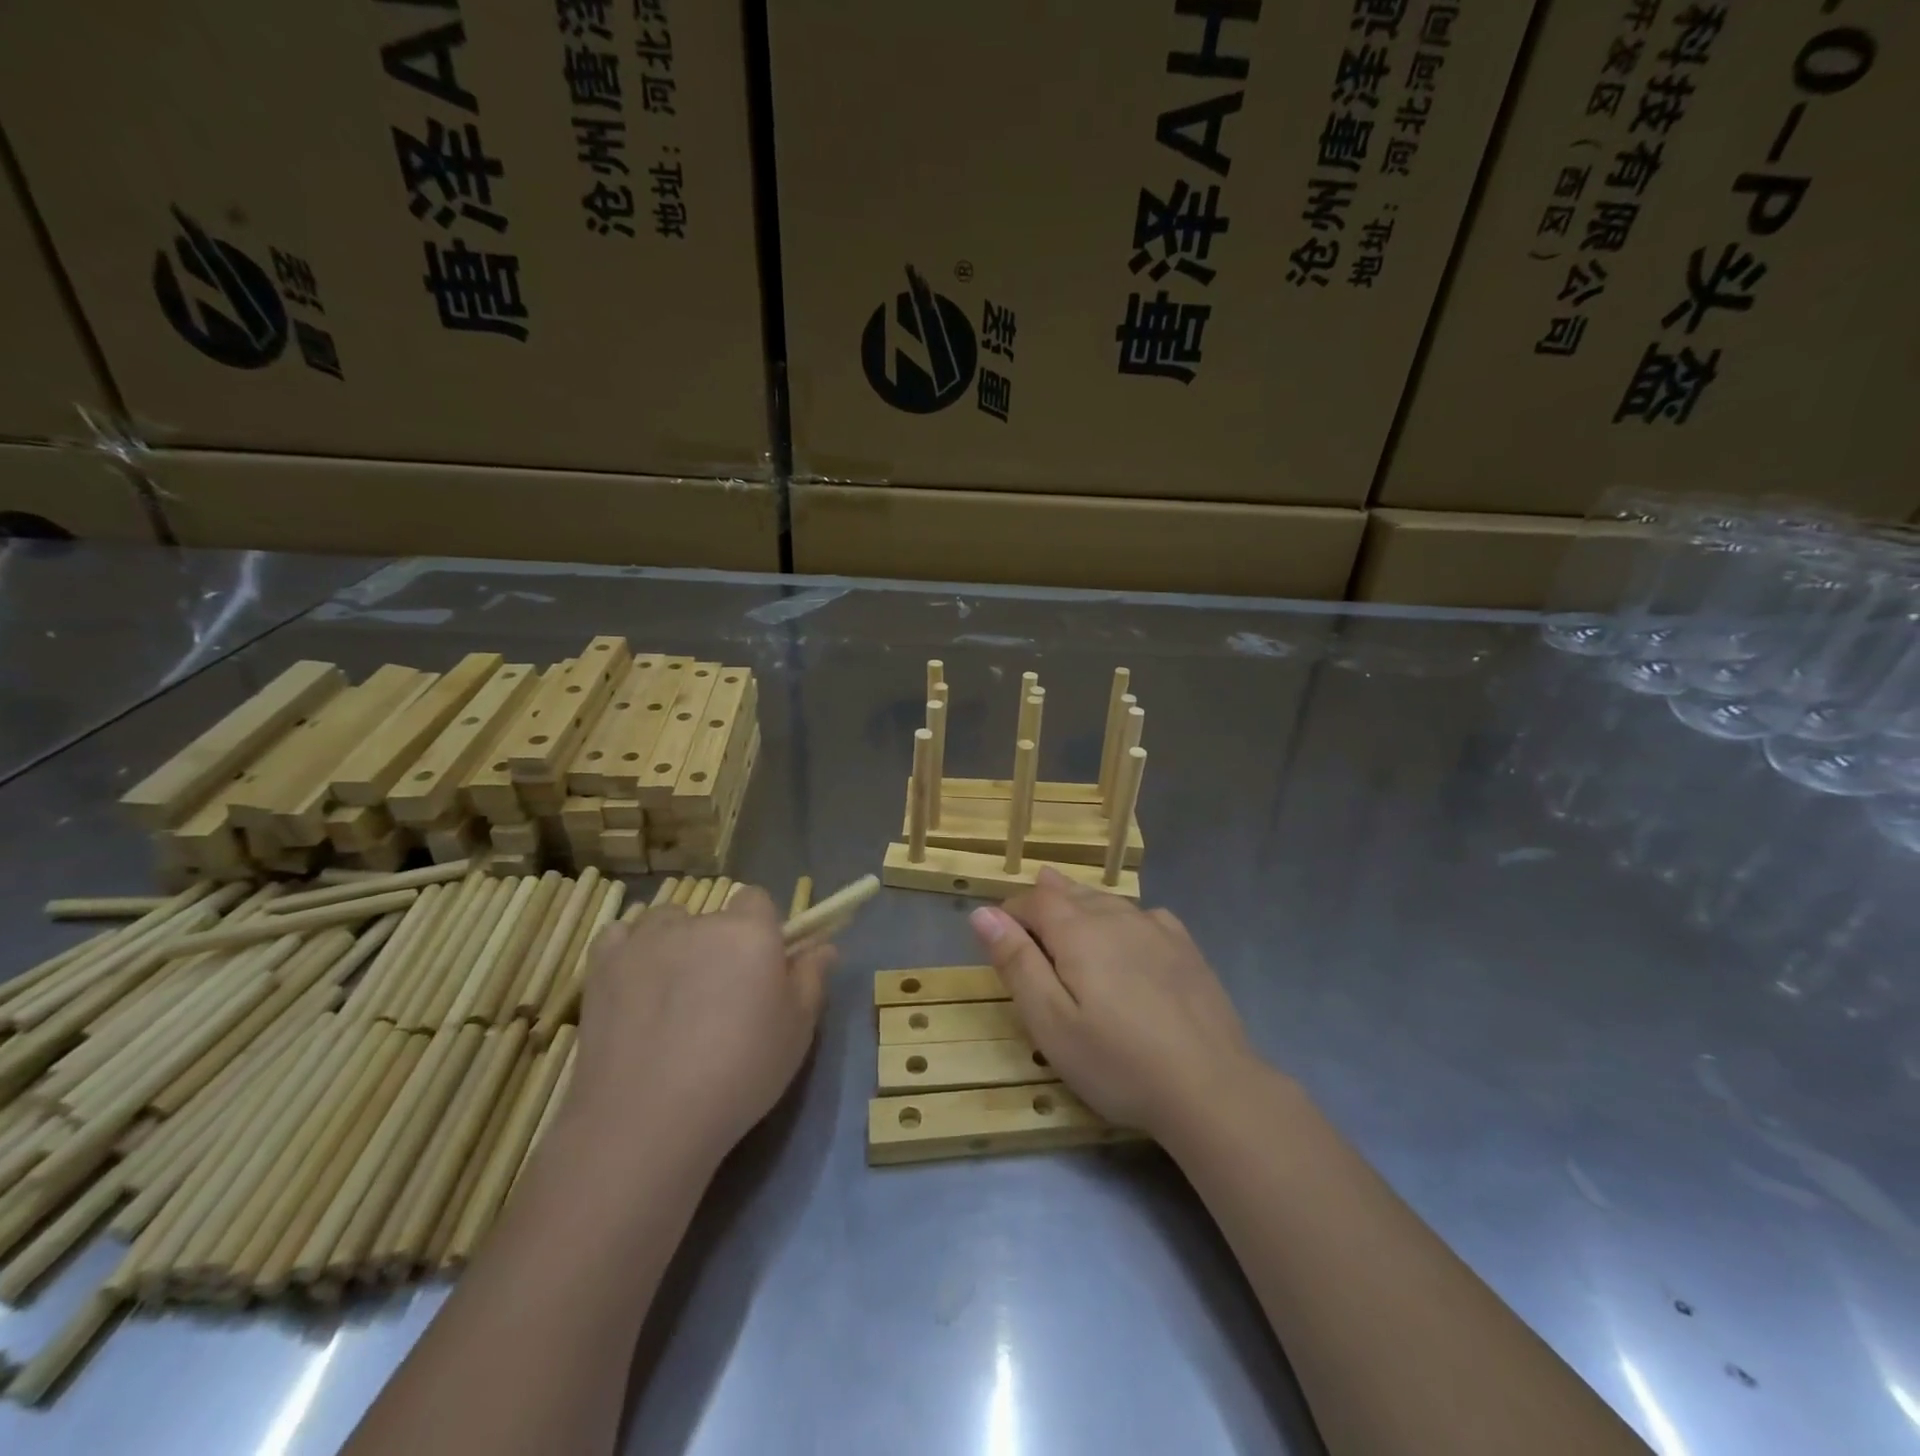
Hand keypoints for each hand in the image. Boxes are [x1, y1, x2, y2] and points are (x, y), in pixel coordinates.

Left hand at [572, 888, 833, 1164]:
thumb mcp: (797, 1032)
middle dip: (718, 944)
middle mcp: (698, 922)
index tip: (760, 968)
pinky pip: (619, 937)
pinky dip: (628, 953)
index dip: (760, 929)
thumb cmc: (739, 1073)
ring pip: (666, 923)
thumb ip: (812, 979)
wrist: (646, 1119)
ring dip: (673, 944)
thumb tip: (823, 946)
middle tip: (717, 997)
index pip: (757, 899)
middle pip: (712, 916)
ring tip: (671, 994)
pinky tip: (633, 987)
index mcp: (750, 931)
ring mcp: (644, 939)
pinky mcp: (601, 964)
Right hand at [969, 868, 1261, 1141]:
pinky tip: (1128, 930)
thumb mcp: (1050, 1021)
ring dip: (1082, 904)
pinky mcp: (1186, 948)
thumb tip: (982, 913)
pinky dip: (1122, 915)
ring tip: (1067, 906)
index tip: (999, 932)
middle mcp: (1116, 916)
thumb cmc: (1117, 1061)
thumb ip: (1016, 962)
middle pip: (1071, 894)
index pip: (1035, 899)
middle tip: (1029, 913)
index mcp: (1078, 930)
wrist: (1211, 1087)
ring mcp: (1156, 929)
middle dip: (1045, 901)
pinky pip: (1144, 915)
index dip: (1011, 910)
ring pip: (1107, 901)